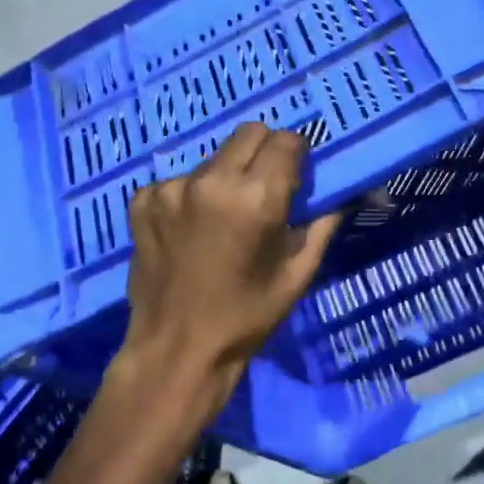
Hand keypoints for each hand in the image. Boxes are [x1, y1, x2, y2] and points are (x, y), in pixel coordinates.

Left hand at [105, 122, 341, 440]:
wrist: (176, 350)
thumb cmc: (246, 317)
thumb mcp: (297, 273)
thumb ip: (321, 222)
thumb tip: (340, 190)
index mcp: (257, 198)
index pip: (286, 140)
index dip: (296, 155)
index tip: (294, 177)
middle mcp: (211, 181)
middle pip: (249, 133)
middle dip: (264, 152)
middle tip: (262, 188)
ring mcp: (171, 188)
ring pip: (212, 158)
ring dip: (224, 176)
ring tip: (221, 218)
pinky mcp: (143, 199)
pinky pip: (177, 181)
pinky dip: (189, 197)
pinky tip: (188, 231)